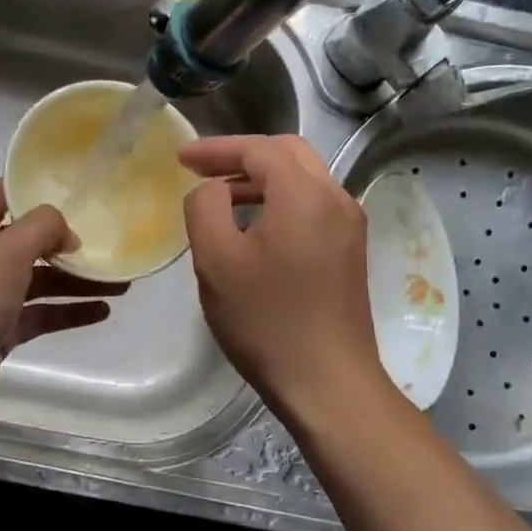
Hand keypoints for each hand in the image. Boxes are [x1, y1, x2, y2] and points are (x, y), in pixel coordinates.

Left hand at [0, 180, 125, 441]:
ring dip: (76, 279)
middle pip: (28, 239)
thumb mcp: (6, 252)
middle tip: (109, 240)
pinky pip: (40, 314)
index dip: (34, 186)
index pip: (1, 193)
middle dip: (67, 239)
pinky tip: (102, 311)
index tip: (76, 189)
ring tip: (121, 281)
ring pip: (40, 280)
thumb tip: (67, 232)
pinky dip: (68, 311)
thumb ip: (41, 228)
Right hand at [179, 135, 391, 426]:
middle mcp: (336, 198)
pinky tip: (255, 227)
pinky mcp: (351, 251)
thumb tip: (211, 189)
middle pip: (287, 153)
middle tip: (202, 170)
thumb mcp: (216, 260)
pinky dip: (281, 201)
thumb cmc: (266, 320)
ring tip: (222, 198)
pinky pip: (313, 206)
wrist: (328, 382)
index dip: (216, 148)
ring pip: (303, 179)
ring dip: (261, 178)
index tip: (181, 158)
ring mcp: (349, 225)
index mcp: (305, 193)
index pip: (258, 148)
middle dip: (242, 155)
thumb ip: (205, 208)